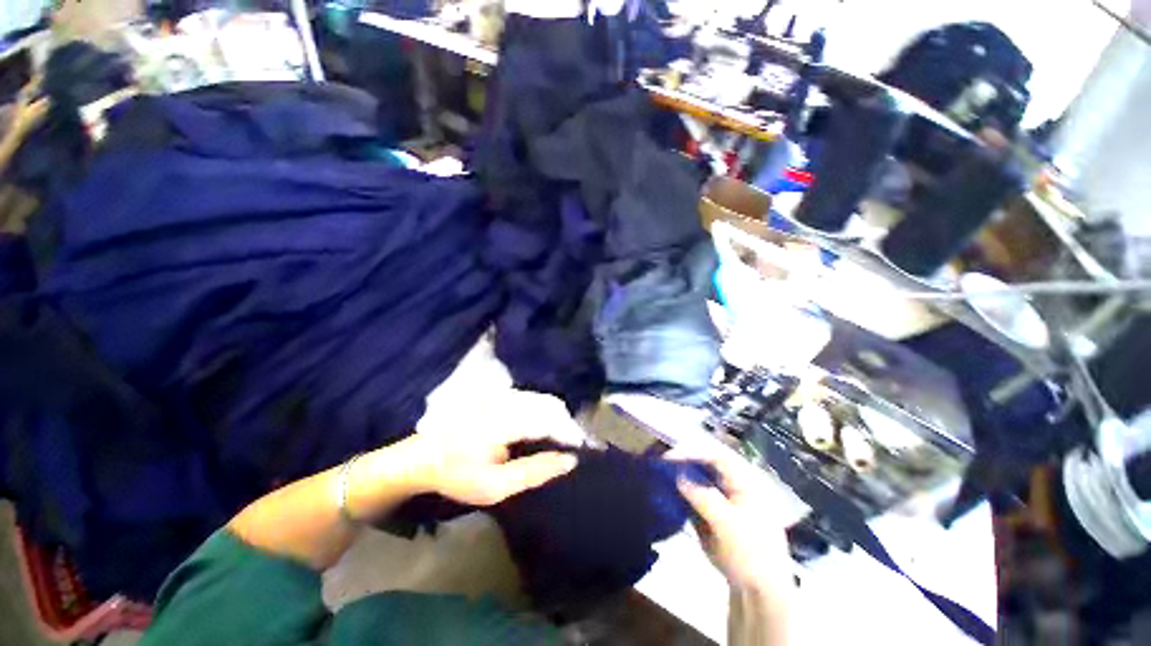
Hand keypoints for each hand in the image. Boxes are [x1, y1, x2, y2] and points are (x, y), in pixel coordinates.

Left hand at [404, 391, 585, 505]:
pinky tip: (548, 429)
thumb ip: (535, 472)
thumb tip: (570, 460)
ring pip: (544, 400)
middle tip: (577, 447)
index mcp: (503, 421)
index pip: (549, 420)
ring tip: (566, 440)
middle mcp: (506, 400)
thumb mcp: (495, 487)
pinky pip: (534, 399)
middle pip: (550, 405)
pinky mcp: (501, 395)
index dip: (571, 433)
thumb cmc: (457, 476)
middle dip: (569, 425)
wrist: (423, 457)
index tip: (587, 449)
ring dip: (560, 418)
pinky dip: (547, 413)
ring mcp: (503, 395)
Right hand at [671, 444, 791, 593]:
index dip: (693, 453)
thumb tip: (678, 475)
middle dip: (684, 464)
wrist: (759, 593)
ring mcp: (722, 503)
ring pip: (697, 483)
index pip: (716, 458)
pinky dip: (680, 496)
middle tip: (662, 465)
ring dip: (680, 479)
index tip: (671, 457)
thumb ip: (702, 496)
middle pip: (705, 468)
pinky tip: (667, 495)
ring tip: (660, 477)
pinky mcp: (711, 517)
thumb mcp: (727, 523)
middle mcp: (733, 488)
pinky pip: (693, 500)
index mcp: (744, 484)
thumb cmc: (751, 553)